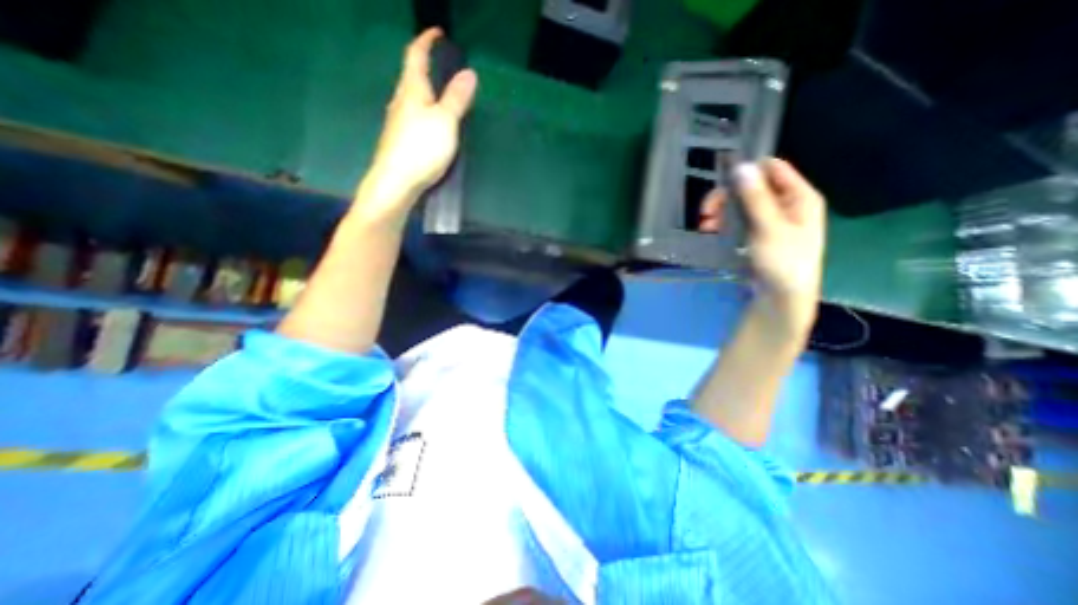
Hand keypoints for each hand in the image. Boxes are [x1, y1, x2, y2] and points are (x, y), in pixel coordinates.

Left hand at [358, 29, 476, 215]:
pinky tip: (430, 124)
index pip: (416, 56)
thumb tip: (469, 73)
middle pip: (411, 77)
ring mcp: (397, 122)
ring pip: (411, 98)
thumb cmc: (421, 148)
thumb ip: (456, 99)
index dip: (426, 41)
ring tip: (440, 94)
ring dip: (424, 91)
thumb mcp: (445, 122)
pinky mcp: (399, 140)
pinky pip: (412, 117)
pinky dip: (423, 111)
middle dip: (424, 66)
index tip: (437, 33)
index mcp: (412, 91)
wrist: (396, 182)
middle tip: (442, 66)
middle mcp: (401, 102)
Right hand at [699, 159, 827, 329]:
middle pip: (751, 186)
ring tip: (706, 226)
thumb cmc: (783, 261)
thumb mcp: (769, 228)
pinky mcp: (758, 232)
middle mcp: (786, 203)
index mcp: (799, 196)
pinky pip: (739, 219)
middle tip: (707, 212)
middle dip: (726, 197)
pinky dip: (724, 222)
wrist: (782, 296)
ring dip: (721, 211)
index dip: (746, 172)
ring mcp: (771, 218)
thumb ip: (755, 197)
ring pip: (741, 203)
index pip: (771, 168)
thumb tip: (741, 166)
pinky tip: (712, 231)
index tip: (721, 185)